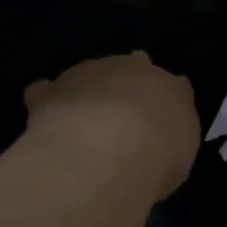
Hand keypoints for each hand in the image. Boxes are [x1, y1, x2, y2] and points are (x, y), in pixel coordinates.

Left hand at [23, 53, 198, 201]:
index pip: (174, 86)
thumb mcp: (179, 158)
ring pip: (89, 75)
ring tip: (82, 126)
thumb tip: (161, 142)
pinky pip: (47, 92)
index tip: (158, 122)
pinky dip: (47, 102)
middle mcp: (133, 69)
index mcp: (172, 88)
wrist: (109, 149)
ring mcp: (90, 73)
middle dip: (125, 87)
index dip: (163, 102)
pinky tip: (47, 121)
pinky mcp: (54, 89)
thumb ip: (171, 142)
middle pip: (131, 68)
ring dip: (87, 94)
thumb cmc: (158, 158)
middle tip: (120, 119)